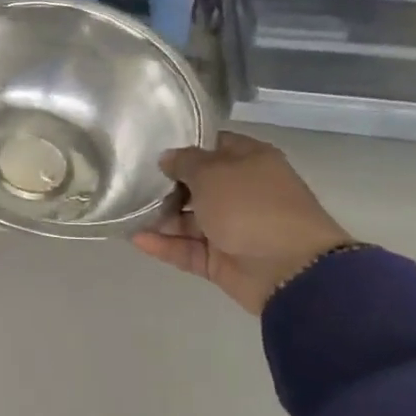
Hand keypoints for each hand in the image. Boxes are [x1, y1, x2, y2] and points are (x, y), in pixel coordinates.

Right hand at [131, 133, 353, 314]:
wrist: (290, 269)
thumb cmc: (251, 206)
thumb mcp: (212, 172)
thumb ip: (184, 162)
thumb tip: (167, 158)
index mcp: (250, 163)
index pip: (213, 146)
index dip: (183, 145)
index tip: (149, 148)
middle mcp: (241, 193)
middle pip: (196, 185)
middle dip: (164, 185)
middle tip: (129, 181)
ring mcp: (231, 228)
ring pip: (187, 219)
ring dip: (159, 217)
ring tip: (126, 212)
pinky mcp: (220, 259)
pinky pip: (187, 248)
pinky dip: (164, 244)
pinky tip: (136, 238)